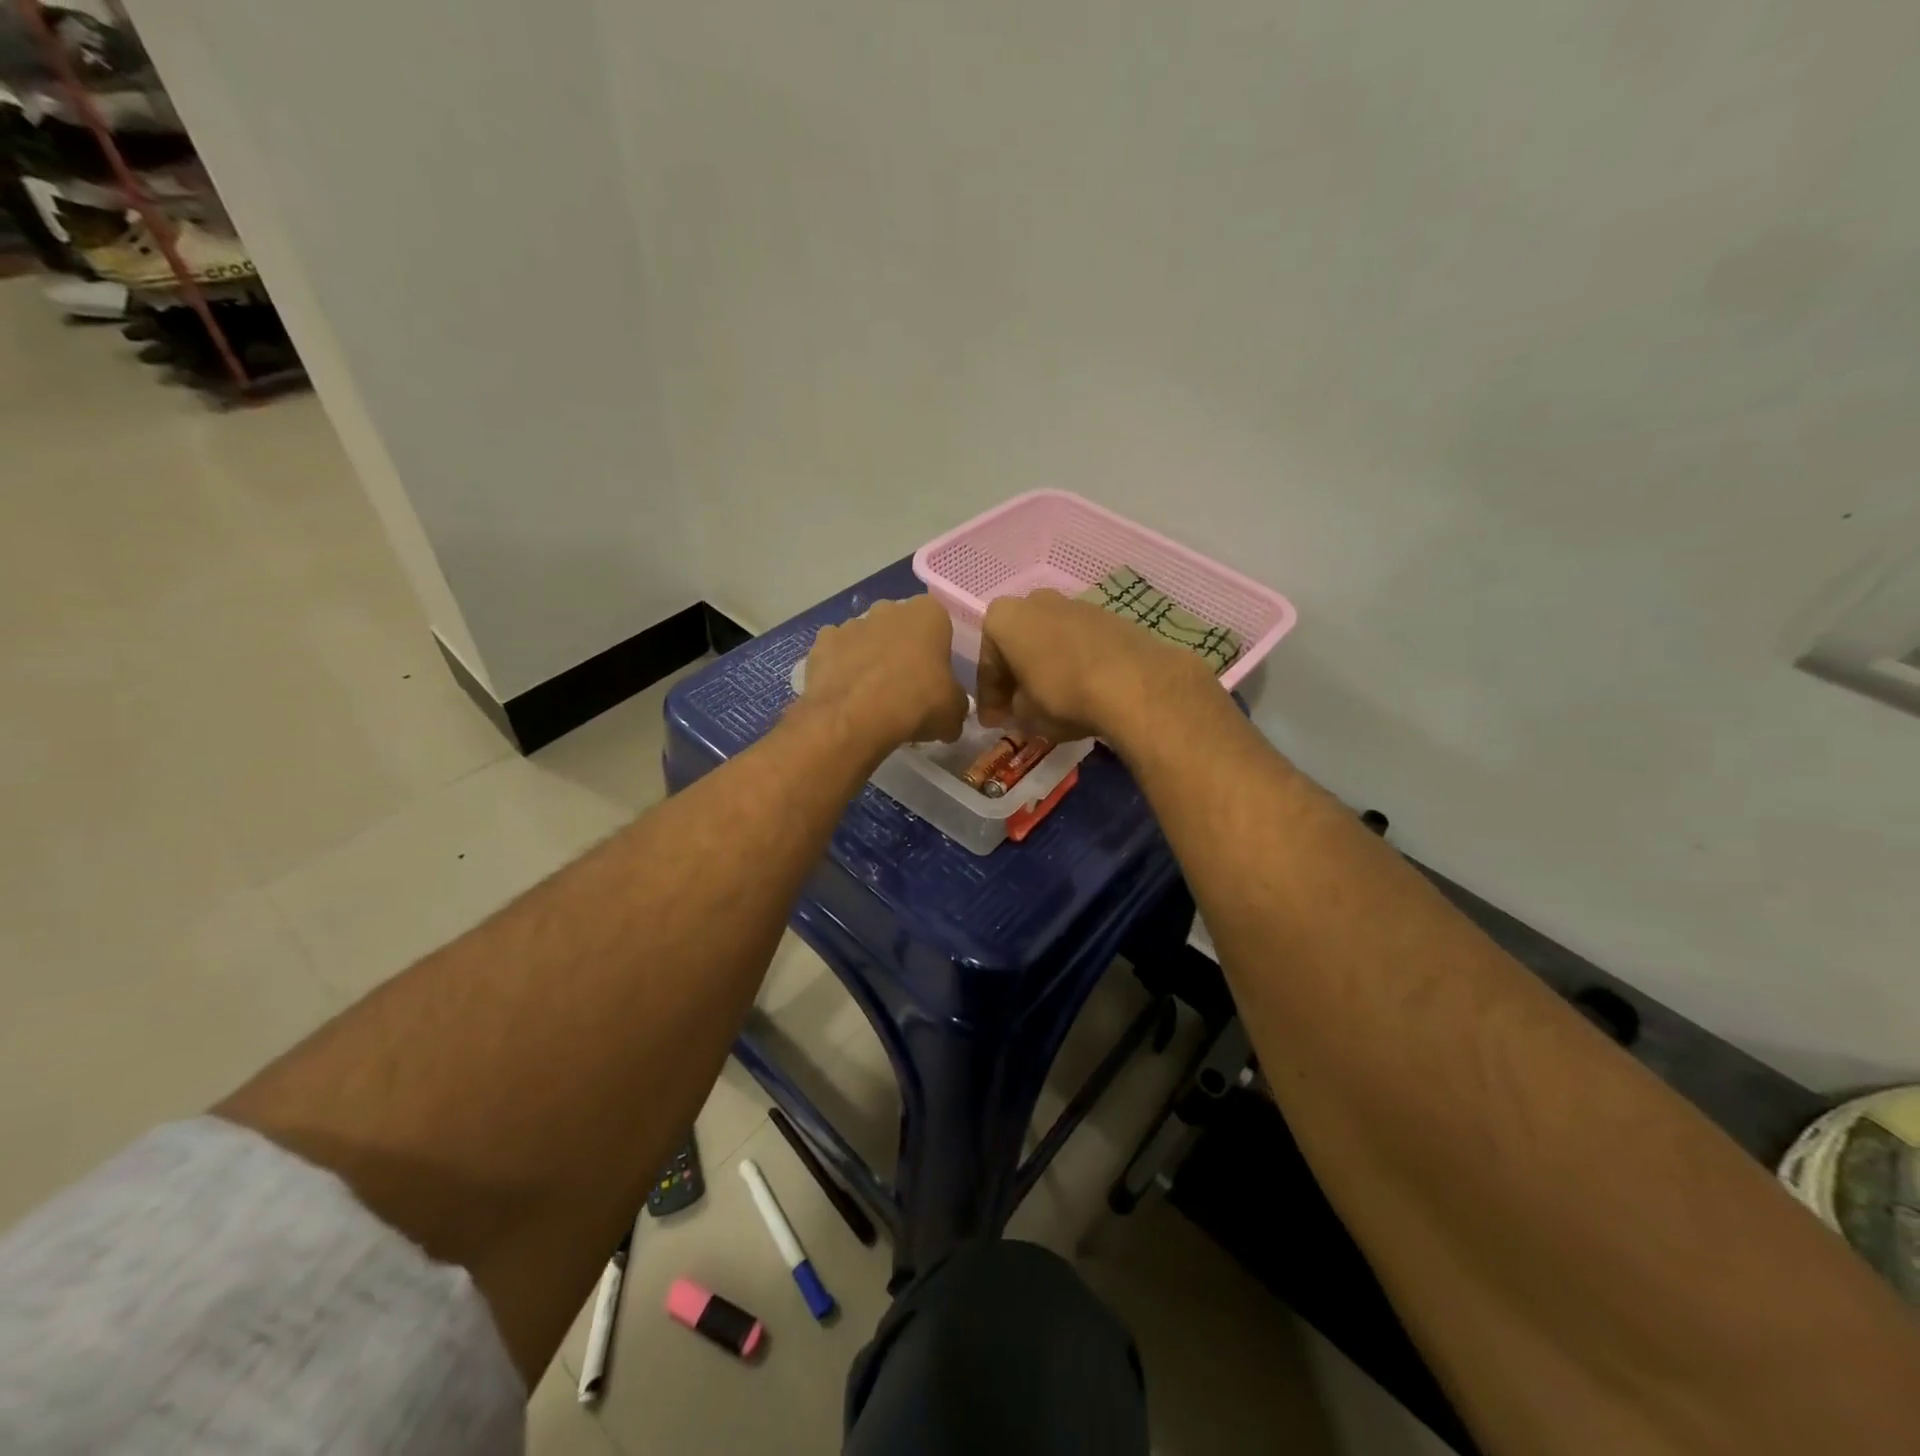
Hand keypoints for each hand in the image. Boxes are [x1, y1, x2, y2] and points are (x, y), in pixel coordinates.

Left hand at [799, 596, 968, 749]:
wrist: (855, 717)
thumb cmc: (916, 703)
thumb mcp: (954, 711)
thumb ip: (956, 702)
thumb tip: (951, 709)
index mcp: (928, 613)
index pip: (940, 624)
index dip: (938, 650)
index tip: (937, 675)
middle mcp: (889, 608)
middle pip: (900, 626)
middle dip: (903, 648)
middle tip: (907, 684)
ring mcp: (852, 622)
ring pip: (867, 637)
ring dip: (871, 657)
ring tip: (873, 694)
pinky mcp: (822, 642)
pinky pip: (837, 653)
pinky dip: (841, 667)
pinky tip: (846, 694)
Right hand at [976, 590, 1213, 742]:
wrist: (1134, 683)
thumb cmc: (1063, 694)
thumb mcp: (1026, 714)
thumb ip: (1014, 708)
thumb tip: (1019, 708)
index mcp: (1004, 618)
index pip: (987, 663)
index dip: (989, 697)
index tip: (993, 722)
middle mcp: (1036, 600)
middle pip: (1018, 644)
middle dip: (1017, 676)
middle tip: (1018, 709)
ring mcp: (1075, 603)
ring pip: (1049, 640)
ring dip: (1046, 667)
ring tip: (1052, 701)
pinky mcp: (1109, 616)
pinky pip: (1078, 643)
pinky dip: (1073, 663)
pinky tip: (1081, 689)